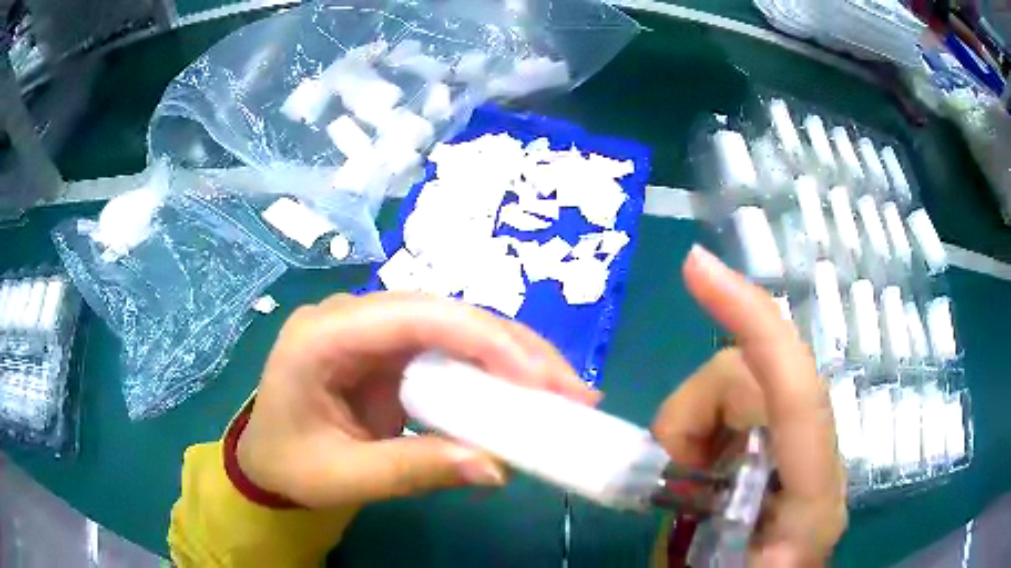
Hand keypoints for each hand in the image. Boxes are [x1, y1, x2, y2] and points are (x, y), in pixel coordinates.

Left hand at [237, 292, 598, 508]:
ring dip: (514, 357)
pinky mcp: (391, 351)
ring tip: (563, 391)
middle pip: (447, 314)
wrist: (266, 459)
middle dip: (516, 349)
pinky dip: (493, 371)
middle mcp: (352, 316)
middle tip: (573, 390)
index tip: (541, 382)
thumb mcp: (343, 477)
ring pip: (457, 327)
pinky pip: (451, 350)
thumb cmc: (289, 464)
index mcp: (324, 336)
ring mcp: (374, 330)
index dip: (484, 340)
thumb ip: (413, 470)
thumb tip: (496, 468)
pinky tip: (526, 391)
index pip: (415, 316)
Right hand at [652, 246, 846, 565]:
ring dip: (695, 419)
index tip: (696, 268)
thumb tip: (657, 477)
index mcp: (811, 502)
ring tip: (681, 478)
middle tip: (666, 470)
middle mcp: (818, 463)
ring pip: (745, 383)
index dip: (753, 322)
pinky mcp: (788, 449)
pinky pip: (743, 403)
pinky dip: (705, 422)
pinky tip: (700, 466)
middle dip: (694, 410)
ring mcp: (804, 450)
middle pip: (758, 377)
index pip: (798, 393)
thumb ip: (682, 538)